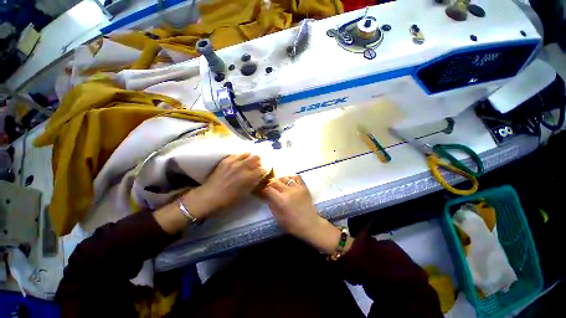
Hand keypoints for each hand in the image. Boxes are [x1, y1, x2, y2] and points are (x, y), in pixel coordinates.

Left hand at [181, 153, 265, 219]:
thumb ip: (254, 184)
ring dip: (250, 158)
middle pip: (257, 157)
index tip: (263, 173)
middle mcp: (243, 167)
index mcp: (249, 177)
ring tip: (247, 163)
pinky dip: (240, 157)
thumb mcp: (245, 194)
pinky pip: (237, 154)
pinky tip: (238, 162)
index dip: (264, 171)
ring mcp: (234, 162)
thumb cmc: (228, 200)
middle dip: (259, 162)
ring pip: (247, 153)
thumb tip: (259, 177)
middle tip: (256, 167)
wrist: (209, 196)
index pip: (262, 169)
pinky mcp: (226, 160)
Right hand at [262, 176, 343, 253]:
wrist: (310, 224)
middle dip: (269, 183)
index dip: (263, 189)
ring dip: (279, 179)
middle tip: (268, 187)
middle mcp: (289, 191)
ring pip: (285, 178)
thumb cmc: (293, 224)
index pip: (268, 189)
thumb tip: (266, 196)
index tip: (262, 191)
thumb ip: (271, 205)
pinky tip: (288, 180)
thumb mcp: (278, 217)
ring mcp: (297, 188)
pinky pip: (297, 177)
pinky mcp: (304, 187)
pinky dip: (291, 177)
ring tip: (278, 183)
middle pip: (275, 182)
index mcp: (281, 200)